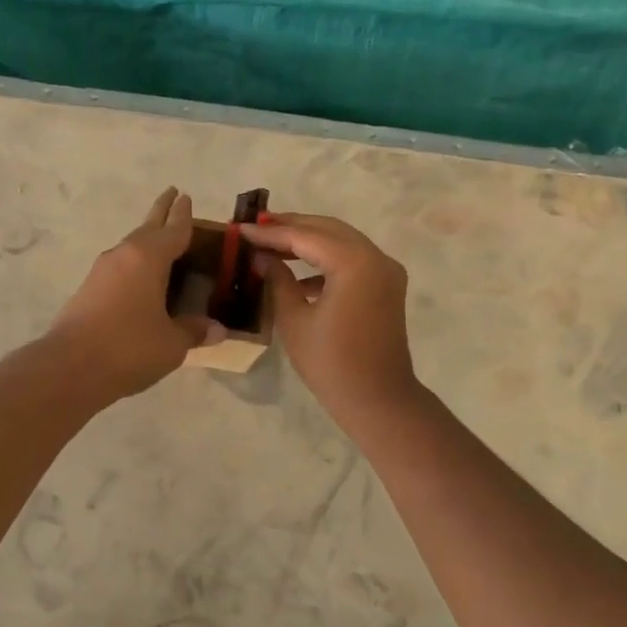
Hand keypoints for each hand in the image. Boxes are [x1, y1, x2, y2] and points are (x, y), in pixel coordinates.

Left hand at [46, 188, 219, 400]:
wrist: (70, 367)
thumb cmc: (129, 347)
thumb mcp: (171, 343)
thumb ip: (193, 331)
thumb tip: (217, 330)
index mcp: (149, 258)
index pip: (173, 229)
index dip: (182, 214)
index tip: (185, 196)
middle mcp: (124, 256)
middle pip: (147, 228)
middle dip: (161, 212)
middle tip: (172, 194)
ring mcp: (102, 271)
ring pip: (130, 246)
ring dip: (146, 238)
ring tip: (160, 239)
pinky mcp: (88, 289)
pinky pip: (119, 266)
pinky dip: (134, 263)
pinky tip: (138, 277)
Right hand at [240, 212, 418, 418]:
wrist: (378, 400)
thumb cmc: (331, 363)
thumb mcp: (294, 320)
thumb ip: (278, 279)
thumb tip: (261, 257)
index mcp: (354, 263)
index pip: (305, 236)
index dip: (270, 233)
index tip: (240, 229)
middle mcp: (375, 257)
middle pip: (327, 229)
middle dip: (290, 226)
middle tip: (255, 227)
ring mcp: (385, 270)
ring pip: (341, 240)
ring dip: (308, 240)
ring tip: (271, 244)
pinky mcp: (386, 285)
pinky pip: (352, 259)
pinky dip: (325, 259)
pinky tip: (296, 273)